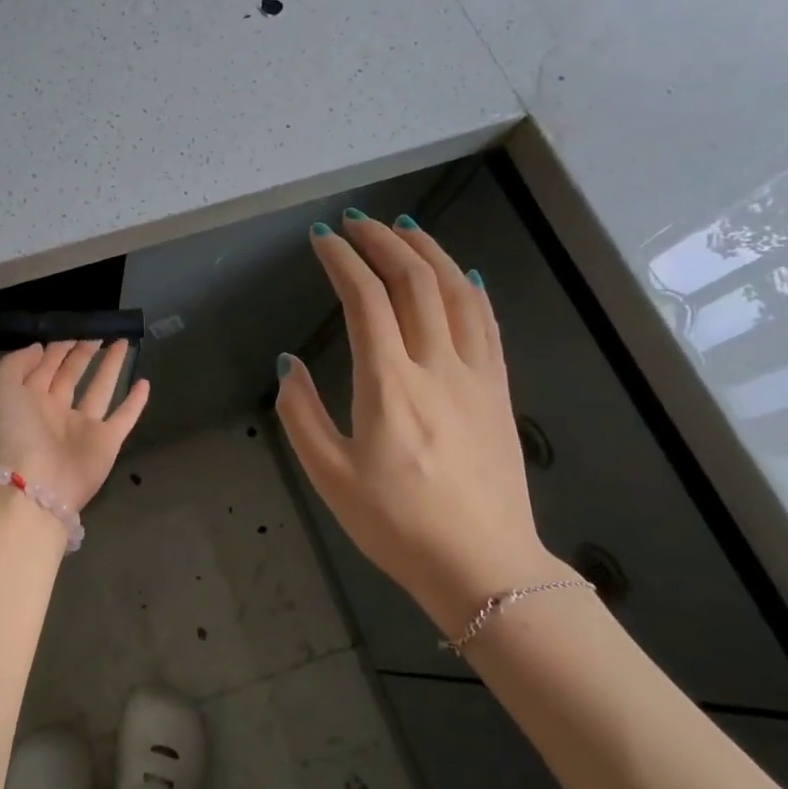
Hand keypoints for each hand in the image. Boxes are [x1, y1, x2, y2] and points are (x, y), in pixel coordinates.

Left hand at [0, 340, 150, 510]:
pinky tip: (145, 382)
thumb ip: (16, 362)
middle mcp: (55, 411)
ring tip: (123, 343)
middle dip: (83, 353)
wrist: (34, 483)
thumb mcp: (0, 386)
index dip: (57, 348)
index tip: (73, 328)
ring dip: (111, 367)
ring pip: (99, 390)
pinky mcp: (106, 442)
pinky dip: (135, 402)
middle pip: (71, 375)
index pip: (44, 367)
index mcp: (28, 399)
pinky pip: (123, 417)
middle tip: (99, 332)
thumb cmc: (15, 430)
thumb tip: (40, 347)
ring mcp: (82, 428)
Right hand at [275, 213, 565, 632]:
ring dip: (428, 252)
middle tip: (356, 222)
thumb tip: (289, 364)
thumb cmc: (396, 524)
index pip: (365, 299)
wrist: (483, 566)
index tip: (321, 240)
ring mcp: (475, 376)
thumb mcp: (328, 475)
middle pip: (414, 281)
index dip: (342, 261)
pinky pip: (487, 323)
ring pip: (457, 292)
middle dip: (383, 241)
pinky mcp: (499, 391)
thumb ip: (300, 413)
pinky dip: (469, 288)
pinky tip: (460, 274)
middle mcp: (436, 366)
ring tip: (403, 229)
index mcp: (388, 384)